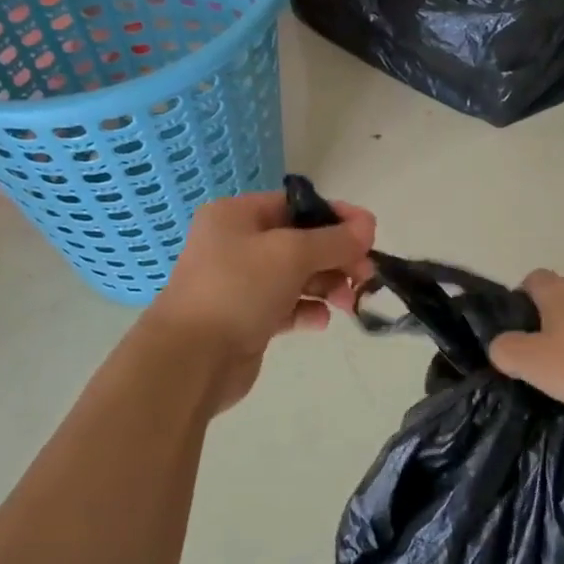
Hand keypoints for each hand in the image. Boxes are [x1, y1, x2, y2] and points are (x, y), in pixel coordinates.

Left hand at [146, 191, 375, 410]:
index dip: (336, 216)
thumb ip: (333, 240)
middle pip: (301, 242)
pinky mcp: (248, 319)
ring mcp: (241, 284)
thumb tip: (367, 227)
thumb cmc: (238, 289)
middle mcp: (237, 245)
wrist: (192, 358)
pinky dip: (307, 310)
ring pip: (297, 276)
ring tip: (348, 301)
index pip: (296, 206)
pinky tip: (319, 320)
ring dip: (327, 285)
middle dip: (337, 256)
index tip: (371, 233)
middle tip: (366, 274)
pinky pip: (287, 307)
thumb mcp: (291, 254)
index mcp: (237, 216)